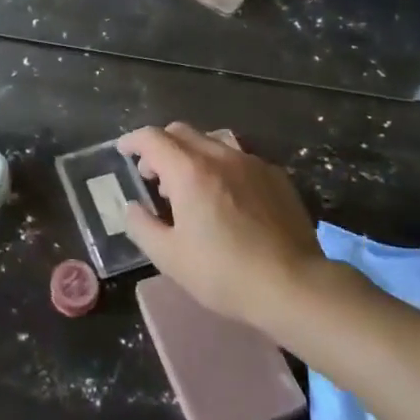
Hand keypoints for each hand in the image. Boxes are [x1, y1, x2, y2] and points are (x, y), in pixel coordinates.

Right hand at [119, 122, 326, 338]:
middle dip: (160, 147)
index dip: (132, 141)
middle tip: (154, 175)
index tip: (123, 151)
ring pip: (212, 141)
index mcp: (189, 171)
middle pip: (181, 132)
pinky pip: (239, 158)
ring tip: (191, 185)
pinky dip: (222, 167)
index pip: (151, 138)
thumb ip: (141, 226)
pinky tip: (227, 197)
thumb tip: (132, 207)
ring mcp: (251, 163)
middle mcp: (219, 156)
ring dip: (192, 154)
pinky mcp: (276, 177)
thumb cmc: (225, 273)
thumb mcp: (169, 258)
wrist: (295, 287)